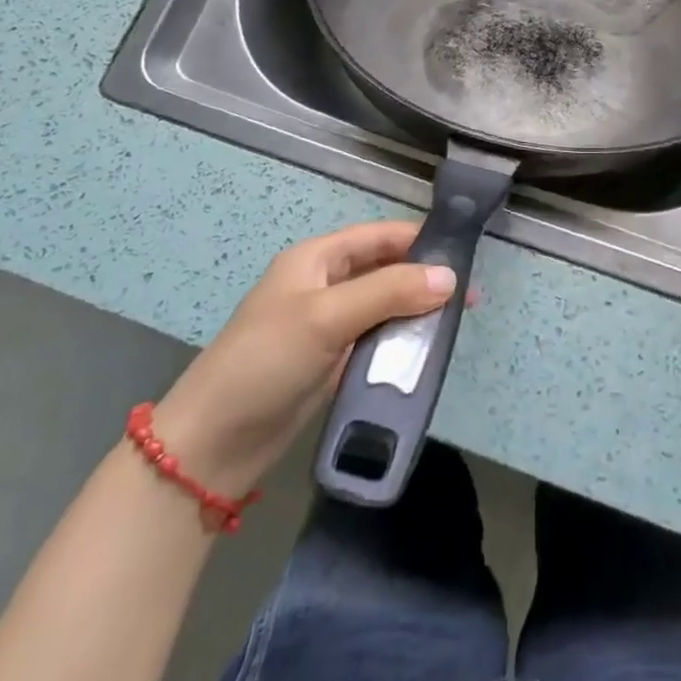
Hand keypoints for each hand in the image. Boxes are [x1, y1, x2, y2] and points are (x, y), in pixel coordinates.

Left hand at [151, 221, 459, 495]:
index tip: (463, 255)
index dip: (419, 241)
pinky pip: (376, 340)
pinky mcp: (331, 361)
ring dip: (416, 312)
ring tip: (455, 323)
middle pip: (385, 270)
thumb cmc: (266, 361)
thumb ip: (389, 291)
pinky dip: (401, 341)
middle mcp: (325, 284)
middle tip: (467, 296)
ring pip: (384, 306)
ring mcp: (328, 325)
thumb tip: (449, 277)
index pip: (379, 236)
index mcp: (317, 259)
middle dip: (424, 279)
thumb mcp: (327, 317)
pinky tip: (426, 351)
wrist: (212, 444)